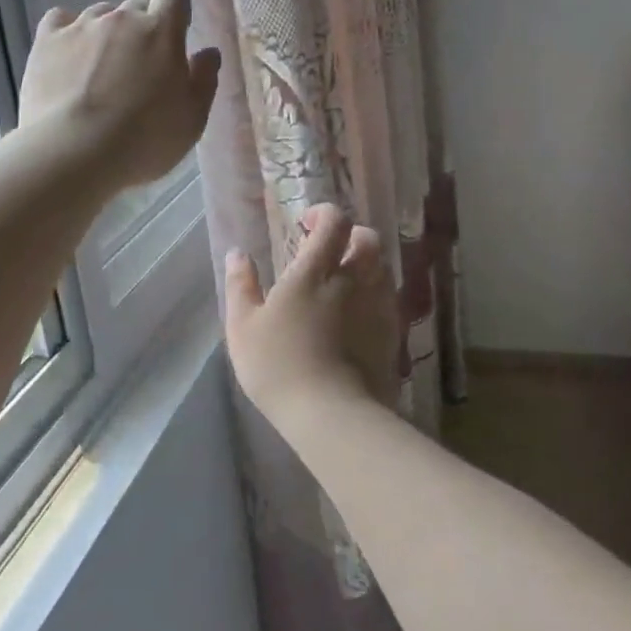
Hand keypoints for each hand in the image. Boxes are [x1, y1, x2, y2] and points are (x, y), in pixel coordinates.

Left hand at [19, 0, 222, 189]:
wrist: (74, 153)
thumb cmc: (144, 140)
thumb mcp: (192, 119)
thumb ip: (204, 79)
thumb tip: (208, 52)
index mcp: (161, 32)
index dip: (174, 11)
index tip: (174, 36)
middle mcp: (121, 18)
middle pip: (135, 7)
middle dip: (140, 29)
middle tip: (137, 68)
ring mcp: (81, 26)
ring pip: (99, 15)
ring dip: (105, 33)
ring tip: (99, 70)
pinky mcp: (46, 41)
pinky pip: (59, 20)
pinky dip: (66, 33)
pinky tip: (67, 57)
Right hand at [224, 204, 400, 430]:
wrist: (333, 416)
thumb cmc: (279, 366)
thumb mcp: (243, 327)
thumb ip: (241, 285)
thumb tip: (237, 253)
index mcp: (315, 272)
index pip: (334, 223)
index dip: (324, 214)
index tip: (307, 224)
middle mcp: (353, 280)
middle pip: (368, 239)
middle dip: (351, 235)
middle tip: (330, 250)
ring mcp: (377, 307)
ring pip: (382, 267)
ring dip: (366, 264)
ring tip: (344, 282)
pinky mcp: (392, 334)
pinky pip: (388, 299)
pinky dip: (374, 295)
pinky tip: (357, 315)